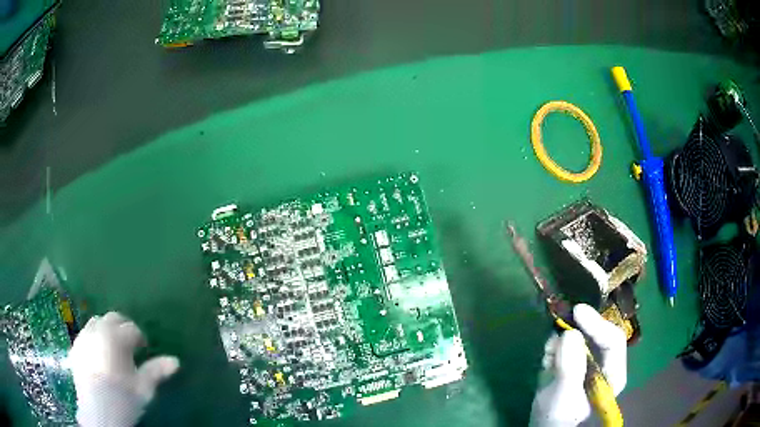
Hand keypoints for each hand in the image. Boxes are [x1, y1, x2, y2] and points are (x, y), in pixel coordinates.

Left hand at [66, 312, 179, 426]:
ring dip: (106, 330)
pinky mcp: (75, 346)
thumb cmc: (124, 398)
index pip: (131, 329)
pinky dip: (94, 338)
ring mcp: (84, 336)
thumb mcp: (144, 387)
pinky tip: (98, 355)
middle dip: (122, 327)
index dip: (140, 338)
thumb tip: (176, 361)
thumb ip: (157, 371)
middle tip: (129, 344)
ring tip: (112, 348)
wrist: (99, 411)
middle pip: (112, 318)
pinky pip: (85, 334)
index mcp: (116, 337)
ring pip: (96, 322)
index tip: (144, 348)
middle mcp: (98, 330)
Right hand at [530, 304, 626, 426]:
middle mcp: (605, 364)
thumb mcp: (563, 396)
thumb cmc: (557, 417)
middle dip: (579, 331)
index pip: (614, 340)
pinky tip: (547, 362)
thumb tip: (569, 334)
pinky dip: (555, 347)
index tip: (578, 312)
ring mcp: (590, 362)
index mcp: (613, 374)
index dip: (598, 324)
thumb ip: (569, 369)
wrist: (542, 426)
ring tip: (548, 358)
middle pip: (598, 335)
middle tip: (561, 322)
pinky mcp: (575, 362)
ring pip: (581, 337)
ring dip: (563, 341)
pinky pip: (567, 344)